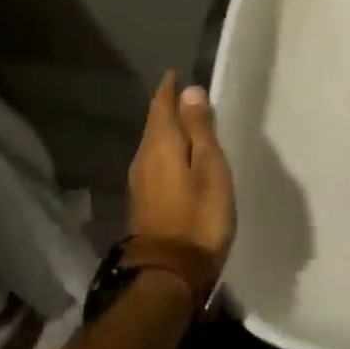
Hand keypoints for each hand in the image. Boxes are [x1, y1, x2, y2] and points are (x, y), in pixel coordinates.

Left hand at [128, 73, 235, 267]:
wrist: (169, 275)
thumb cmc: (198, 216)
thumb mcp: (209, 167)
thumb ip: (200, 129)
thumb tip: (190, 91)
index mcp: (160, 144)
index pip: (161, 105)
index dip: (169, 89)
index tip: (176, 73)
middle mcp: (143, 158)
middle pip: (155, 124)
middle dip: (168, 108)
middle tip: (186, 95)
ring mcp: (141, 183)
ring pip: (154, 145)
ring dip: (168, 131)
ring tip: (188, 124)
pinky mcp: (145, 203)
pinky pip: (156, 163)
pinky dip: (168, 152)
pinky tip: (180, 158)